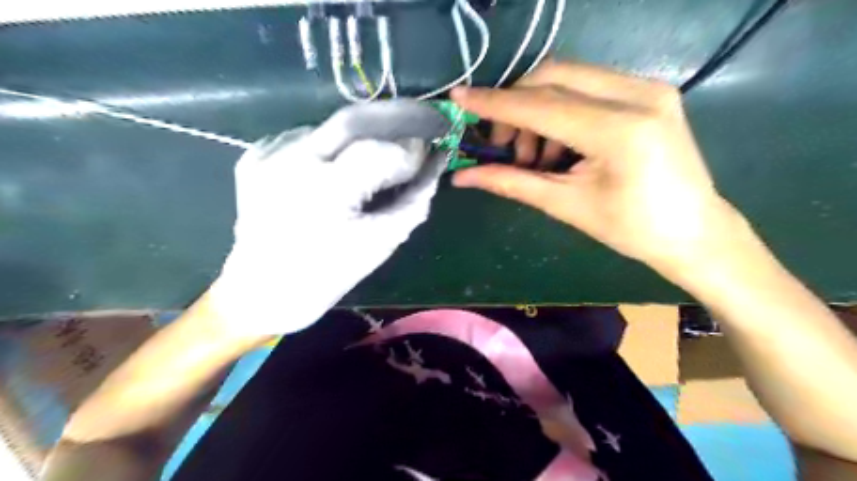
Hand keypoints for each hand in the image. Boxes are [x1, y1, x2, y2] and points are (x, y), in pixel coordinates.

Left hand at [210, 102, 448, 334]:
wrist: (262, 291)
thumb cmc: (327, 276)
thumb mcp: (381, 243)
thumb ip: (414, 200)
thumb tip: (434, 165)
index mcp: (324, 192)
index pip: (378, 151)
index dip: (410, 149)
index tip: (430, 149)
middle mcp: (290, 162)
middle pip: (351, 119)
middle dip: (393, 116)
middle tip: (421, 118)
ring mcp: (267, 155)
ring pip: (329, 127)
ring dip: (362, 134)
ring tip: (382, 148)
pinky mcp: (255, 156)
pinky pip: (305, 138)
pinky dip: (332, 146)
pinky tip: (340, 164)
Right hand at [450, 60, 744, 277]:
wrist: (694, 232)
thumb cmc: (632, 229)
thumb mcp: (566, 206)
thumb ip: (512, 183)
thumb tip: (463, 177)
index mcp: (618, 131)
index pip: (540, 105)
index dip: (494, 103)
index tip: (458, 98)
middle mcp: (637, 95)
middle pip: (552, 76)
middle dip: (515, 106)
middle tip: (504, 145)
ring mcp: (648, 87)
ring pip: (568, 77)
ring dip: (537, 109)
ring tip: (536, 155)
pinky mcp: (650, 91)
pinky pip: (588, 86)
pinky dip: (561, 109)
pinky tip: (561, 145)